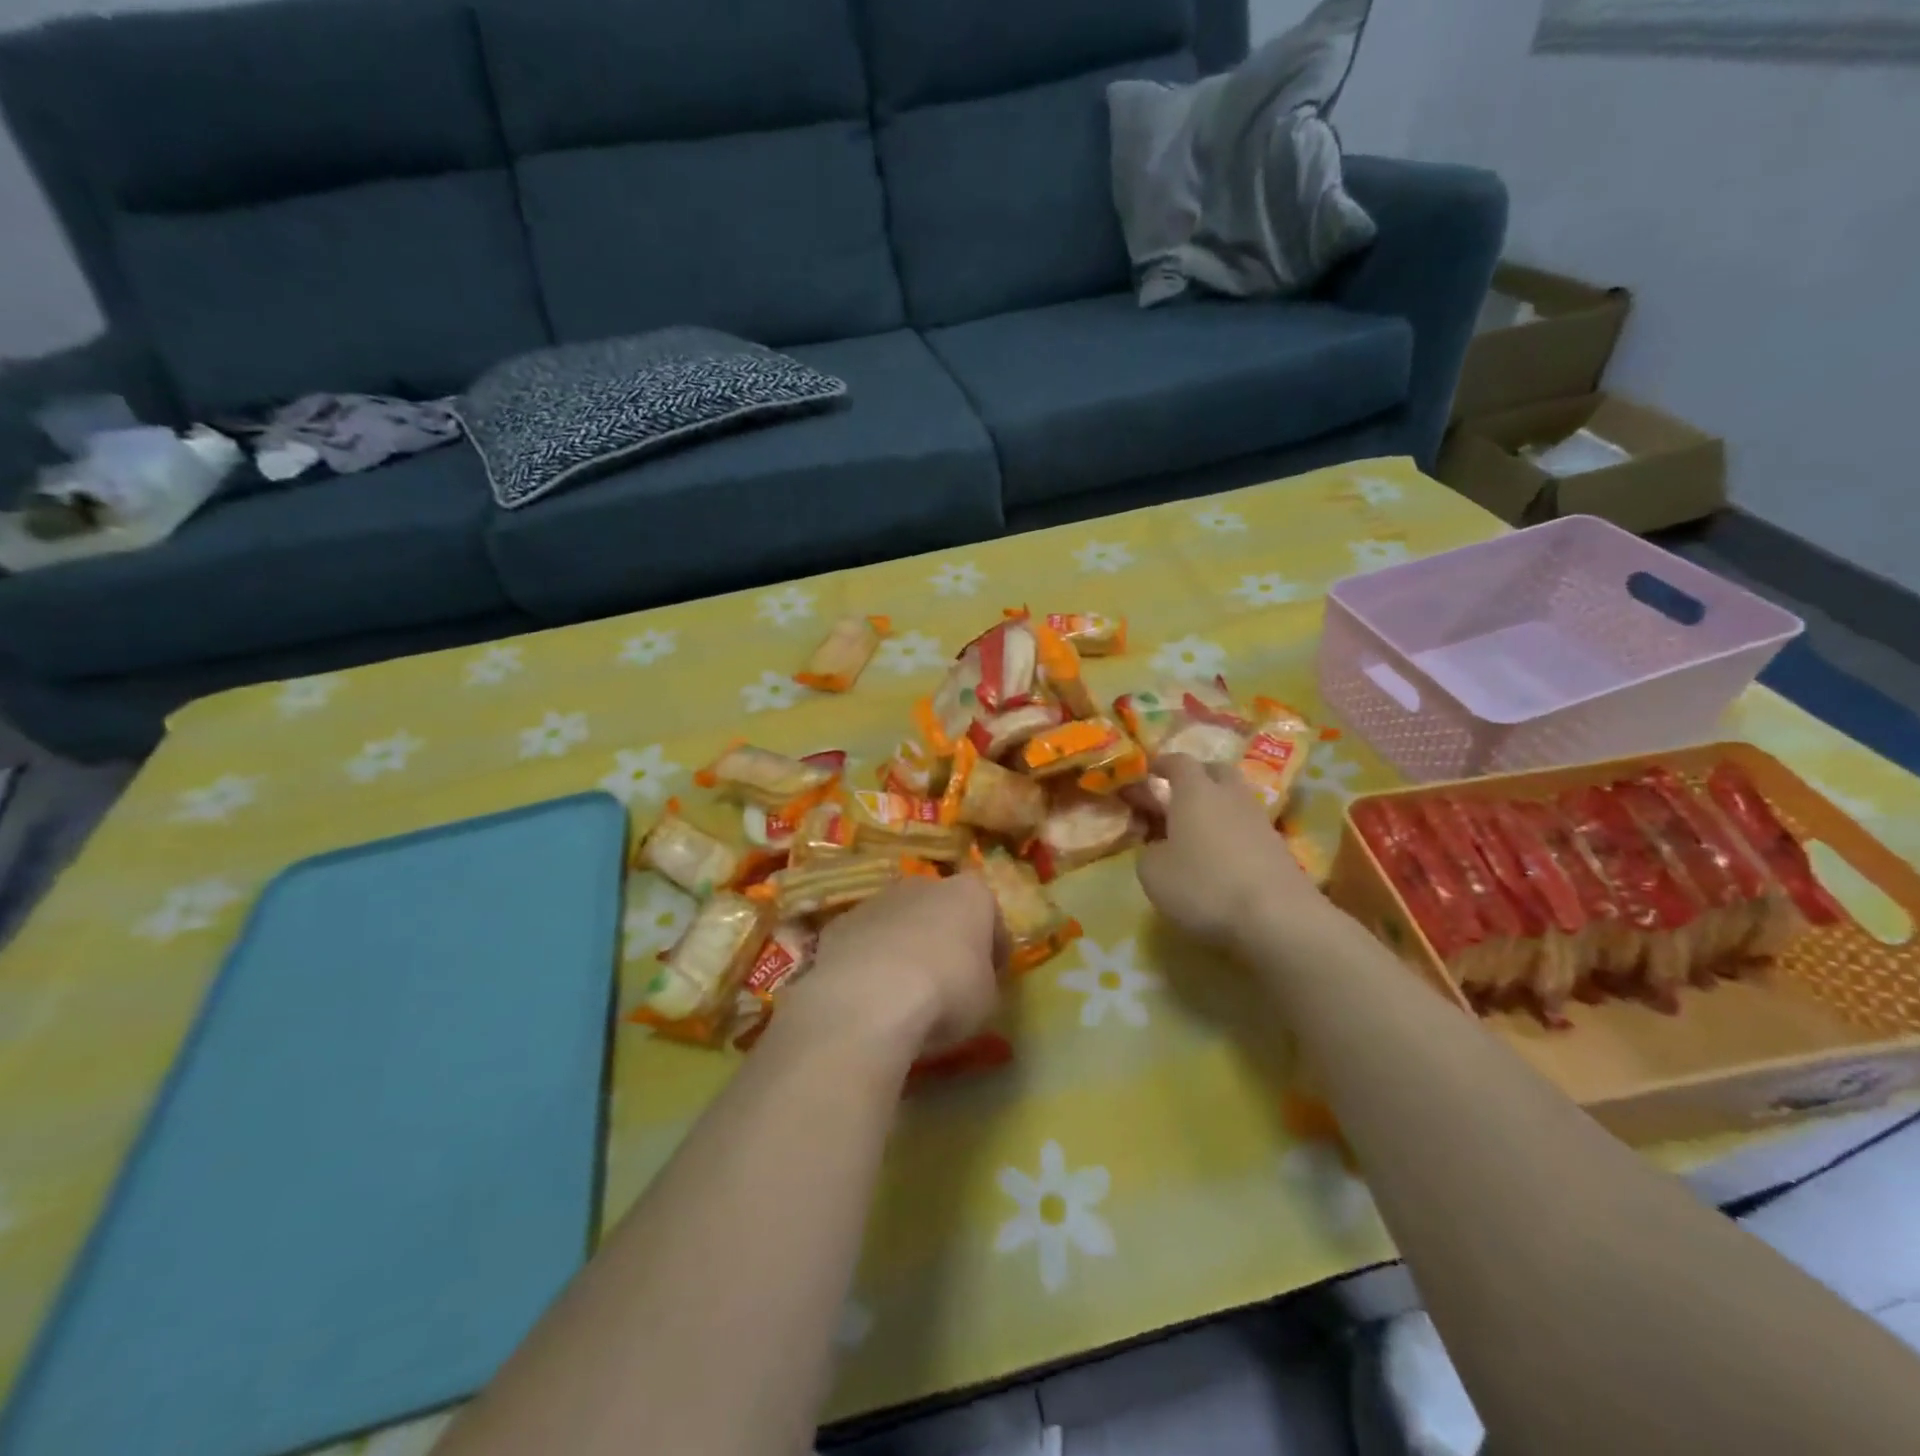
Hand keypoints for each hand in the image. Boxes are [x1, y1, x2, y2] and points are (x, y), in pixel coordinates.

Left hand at [777, 875, 1004, 1067]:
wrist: (871, 998)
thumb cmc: (948, 992)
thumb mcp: (987, 998)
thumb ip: (982, 980)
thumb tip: (971, 982)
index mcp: (970, 894)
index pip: (991, 915)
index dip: (994, 947)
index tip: (993, 975)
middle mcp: (924, 884)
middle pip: (941, 909)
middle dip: (945, 937)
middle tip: (947, 979)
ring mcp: (878, 899)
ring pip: (899, 921)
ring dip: (904, 946)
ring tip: (903, 990)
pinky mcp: (841, 923)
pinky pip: (865, 940)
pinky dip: (869, 959)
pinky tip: (869, 993)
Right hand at [1136, 755, 1339, 952]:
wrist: (1278, 917)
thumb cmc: (1204, 886)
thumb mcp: (1153, 873)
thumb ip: (1149, 851)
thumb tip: (1159, 846)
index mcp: (1195, 792)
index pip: (1179, 762)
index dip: (1162, 764)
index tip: (1149, 771)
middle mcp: (1230, 796)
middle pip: (1216, 771)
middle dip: (1197, 777)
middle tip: (1177, 795)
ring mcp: (1259, 820)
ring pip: (1236, 799)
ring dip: (1217, 806)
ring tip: (1198, 830)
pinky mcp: (1279, 848)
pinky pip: (1249, 828)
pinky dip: (1233, 833)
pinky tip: (1222, 857)